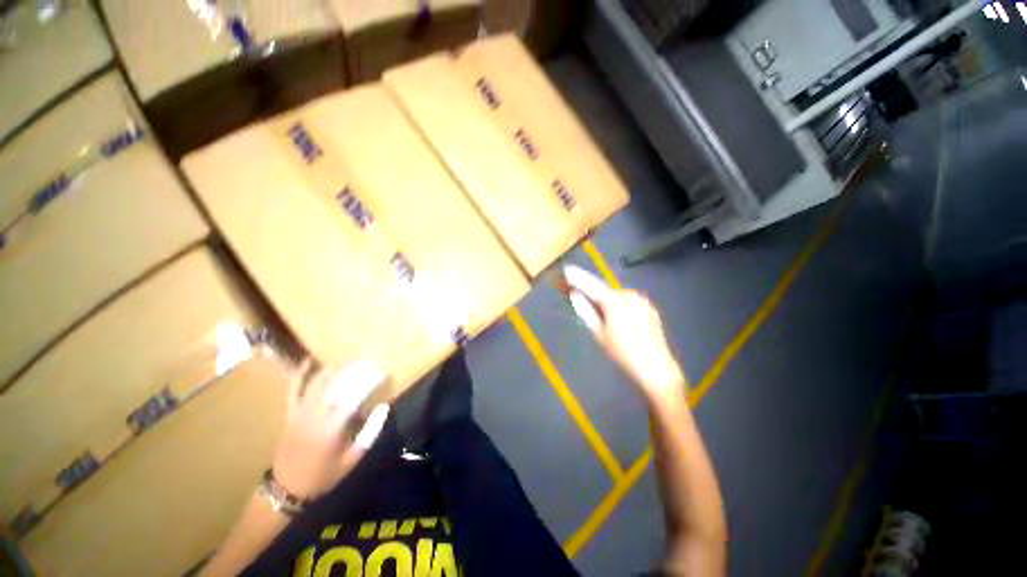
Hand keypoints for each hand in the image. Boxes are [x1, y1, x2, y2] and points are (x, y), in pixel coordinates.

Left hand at [271, 361, 390, 499]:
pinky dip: (300, 374)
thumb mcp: (353, 459)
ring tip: (353, 360)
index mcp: (333, 428)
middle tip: (372, 362)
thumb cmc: (324, 475)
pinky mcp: (290, 413)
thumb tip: (384, 407)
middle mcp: (316, 414)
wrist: (287, 488)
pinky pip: (293, 389)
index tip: (383, 372)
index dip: (370, 381)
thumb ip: (371, 432)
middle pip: (338, 384)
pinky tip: (309, 360)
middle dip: (357, 370)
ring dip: (337, 368)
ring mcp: (300, 412)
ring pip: (319, 382)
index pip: (355, 395)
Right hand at [564, 265, 685, 402]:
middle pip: (606, 291)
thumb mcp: (599, 333)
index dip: (578, 278)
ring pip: (618, 297)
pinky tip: (623, 322)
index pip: (592, 286)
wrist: (656, 367)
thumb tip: (574, 294)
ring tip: (609, 321)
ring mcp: (642, 301)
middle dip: (595, 295)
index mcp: (615, 302)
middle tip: (587, 304)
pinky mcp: (650, 308)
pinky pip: (630, 302)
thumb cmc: (622, 352)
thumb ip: (586, 311)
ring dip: (610, 302)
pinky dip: (622, 307)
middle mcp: (630, 295)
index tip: (567, 269)